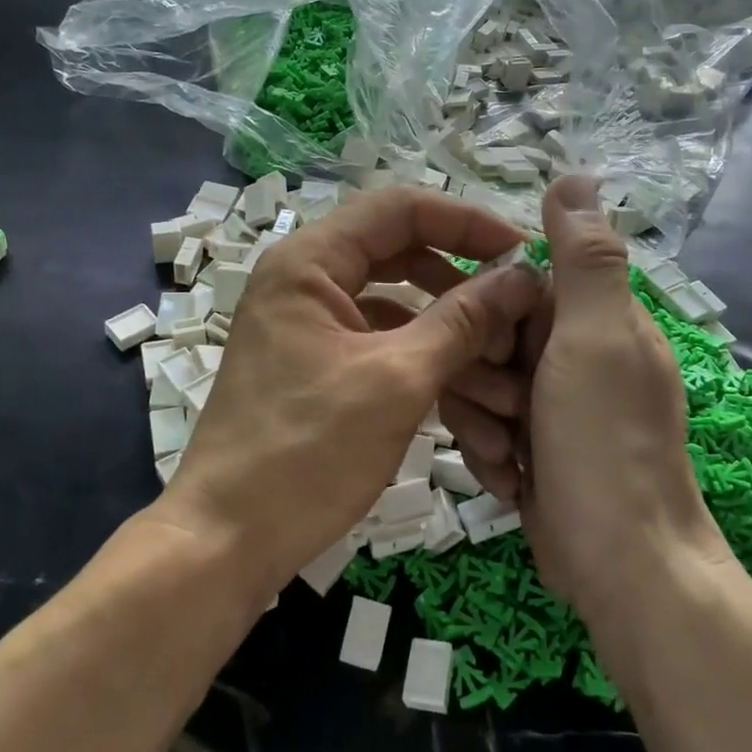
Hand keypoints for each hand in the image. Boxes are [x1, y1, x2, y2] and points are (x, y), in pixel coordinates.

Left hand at [156, 186, 544, 600]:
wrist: (228, 542)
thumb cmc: (307, 452)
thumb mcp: (397, 381)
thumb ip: (464, 320)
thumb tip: (522, 276)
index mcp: (310, 263)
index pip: (400, 209)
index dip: (467, 222)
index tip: (523, 254)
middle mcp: (308, 283)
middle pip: (406, 262)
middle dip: (468, 298)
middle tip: (522, 326)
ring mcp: (314, 330)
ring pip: (402, 316)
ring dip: (457, 350)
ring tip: (510, 396)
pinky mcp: (323, 371)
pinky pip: (386, 354)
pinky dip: (429, 378)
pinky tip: (477, 422)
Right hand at [501, 176, 732, 623]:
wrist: (620, 564)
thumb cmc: (605, 442)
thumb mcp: (596, 338)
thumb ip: (584, 258)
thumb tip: (577, 173)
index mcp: (592, 319)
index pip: (512, 286)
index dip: (488, 315)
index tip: (497, 353)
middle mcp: (571, 355)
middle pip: (485, 339)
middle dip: (480, 381)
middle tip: (509, 414)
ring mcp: (550, 405)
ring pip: (475, 387)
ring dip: (481, 425)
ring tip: (512, 459)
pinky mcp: (532, 448)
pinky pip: (483, 430)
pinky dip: (490, 457)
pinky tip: (513, 482)